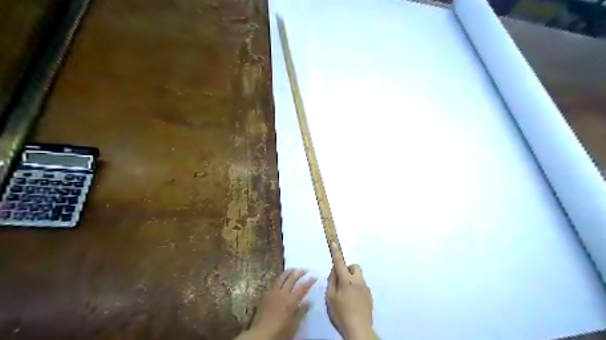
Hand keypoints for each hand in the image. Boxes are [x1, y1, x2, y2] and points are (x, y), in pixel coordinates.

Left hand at [244, 269, 317, 339]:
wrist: (260, 335)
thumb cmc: (280, 332)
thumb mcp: (294, 325)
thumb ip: (300, 311)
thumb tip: (308, 301)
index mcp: (291, 301)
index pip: (302, 288)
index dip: (309, 282)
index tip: (314, 276)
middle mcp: (282, 294)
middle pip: (291, 279)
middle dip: (298, 273)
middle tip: (304, 269)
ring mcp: (273, 293)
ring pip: (281, 278)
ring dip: (288, 272)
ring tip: (292, 269)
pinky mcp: (265, 295)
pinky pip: (273, 283)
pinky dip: (279, 278)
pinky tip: (280, 278)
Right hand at [324, 242, 376, 339]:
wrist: (359, 329)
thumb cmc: (341, 313)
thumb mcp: (330, 298)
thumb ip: (332, 281)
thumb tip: (335, 270)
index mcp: (346, 280)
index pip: (339, 262)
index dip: (336, 252)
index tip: (334, 243)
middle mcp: (358, 281)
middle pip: (354, 266)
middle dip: (347, 268)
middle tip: (341, 280)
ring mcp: (365, 288)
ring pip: (358, 276)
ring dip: (352, 279)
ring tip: (346, 294)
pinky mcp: (370, 295)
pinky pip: (361, 285)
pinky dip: (356, 287)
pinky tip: (352, 300)